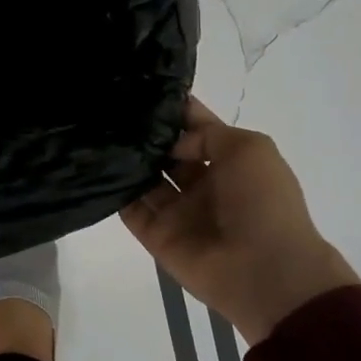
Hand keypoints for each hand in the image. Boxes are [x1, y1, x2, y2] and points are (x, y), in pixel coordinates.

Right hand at [121, 98, 359, 343]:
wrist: (264, 271)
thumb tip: (171, 143)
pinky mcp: (155, 235)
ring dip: (127, 159)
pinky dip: (114, 190)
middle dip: (144, 133)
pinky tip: (96, 165)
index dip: (174, 110)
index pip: (195, 129)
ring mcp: (177, 211)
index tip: (142, 89)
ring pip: (144, 178)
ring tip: (98, 132)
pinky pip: (129, 208)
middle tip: (112, 110)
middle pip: (165, 152)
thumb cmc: (263, 202)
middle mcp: (200, 184)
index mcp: (229, 162)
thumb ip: (206, 134)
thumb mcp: (249, 148)